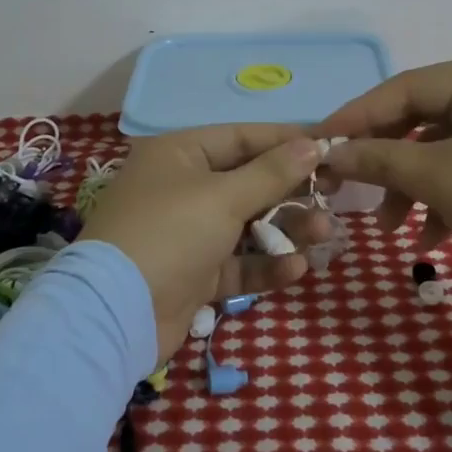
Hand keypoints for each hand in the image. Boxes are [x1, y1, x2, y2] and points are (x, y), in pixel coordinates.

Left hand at [80, 126, 334, 364]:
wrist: (117, 313)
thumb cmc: (171, 233)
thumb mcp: (223, 197)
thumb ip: (272, 172)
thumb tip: (313, 143)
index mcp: (181, 154)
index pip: (243, 138)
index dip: (286, 141)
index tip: (329, 146)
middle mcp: (183, 187)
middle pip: (248, 182)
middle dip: (291, 190)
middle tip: (334, 193)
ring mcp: (188, 233)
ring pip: (247, 224)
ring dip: (285, 230)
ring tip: (324, 234)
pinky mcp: (194, 274)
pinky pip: (237, 262)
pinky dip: (265, 265)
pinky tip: (296, 268)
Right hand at [314, 55, 451, 307]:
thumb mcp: (439, 180)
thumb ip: (379, 160)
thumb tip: (330, 154)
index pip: (403, 88)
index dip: (356, 117)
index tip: (319, 144)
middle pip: (422, 118)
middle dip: (388, 161)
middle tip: (352, 189)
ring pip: (444, 147)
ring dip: (414, 186)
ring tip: (394, 229)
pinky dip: (446, 196)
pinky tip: (432, 236)